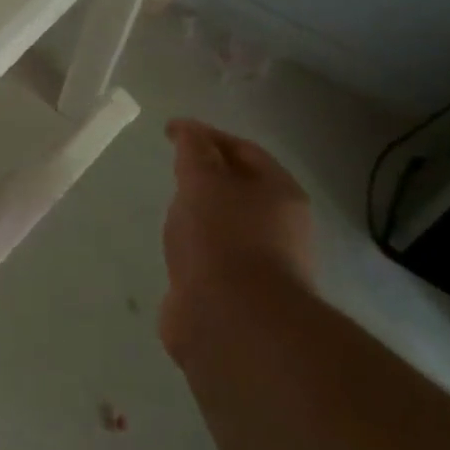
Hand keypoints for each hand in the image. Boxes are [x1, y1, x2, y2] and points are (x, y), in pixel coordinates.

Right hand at [159, 119, 313, 358]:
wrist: (233, 320)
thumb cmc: (221, 237)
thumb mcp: (202, 180)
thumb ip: (192, 149)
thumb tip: (187, 129)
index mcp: (280, 193)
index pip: (244, 150)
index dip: (207, 135)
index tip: (169, 131)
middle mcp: (278, 226)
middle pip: (240, 187)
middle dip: (207, 175)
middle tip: (172, 169)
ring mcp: (260, 263)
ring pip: (226, 224)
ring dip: (200, 214)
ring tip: (169, 209)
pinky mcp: (237, 293)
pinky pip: (212, 257)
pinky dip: (194, 247)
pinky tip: (174, 250)